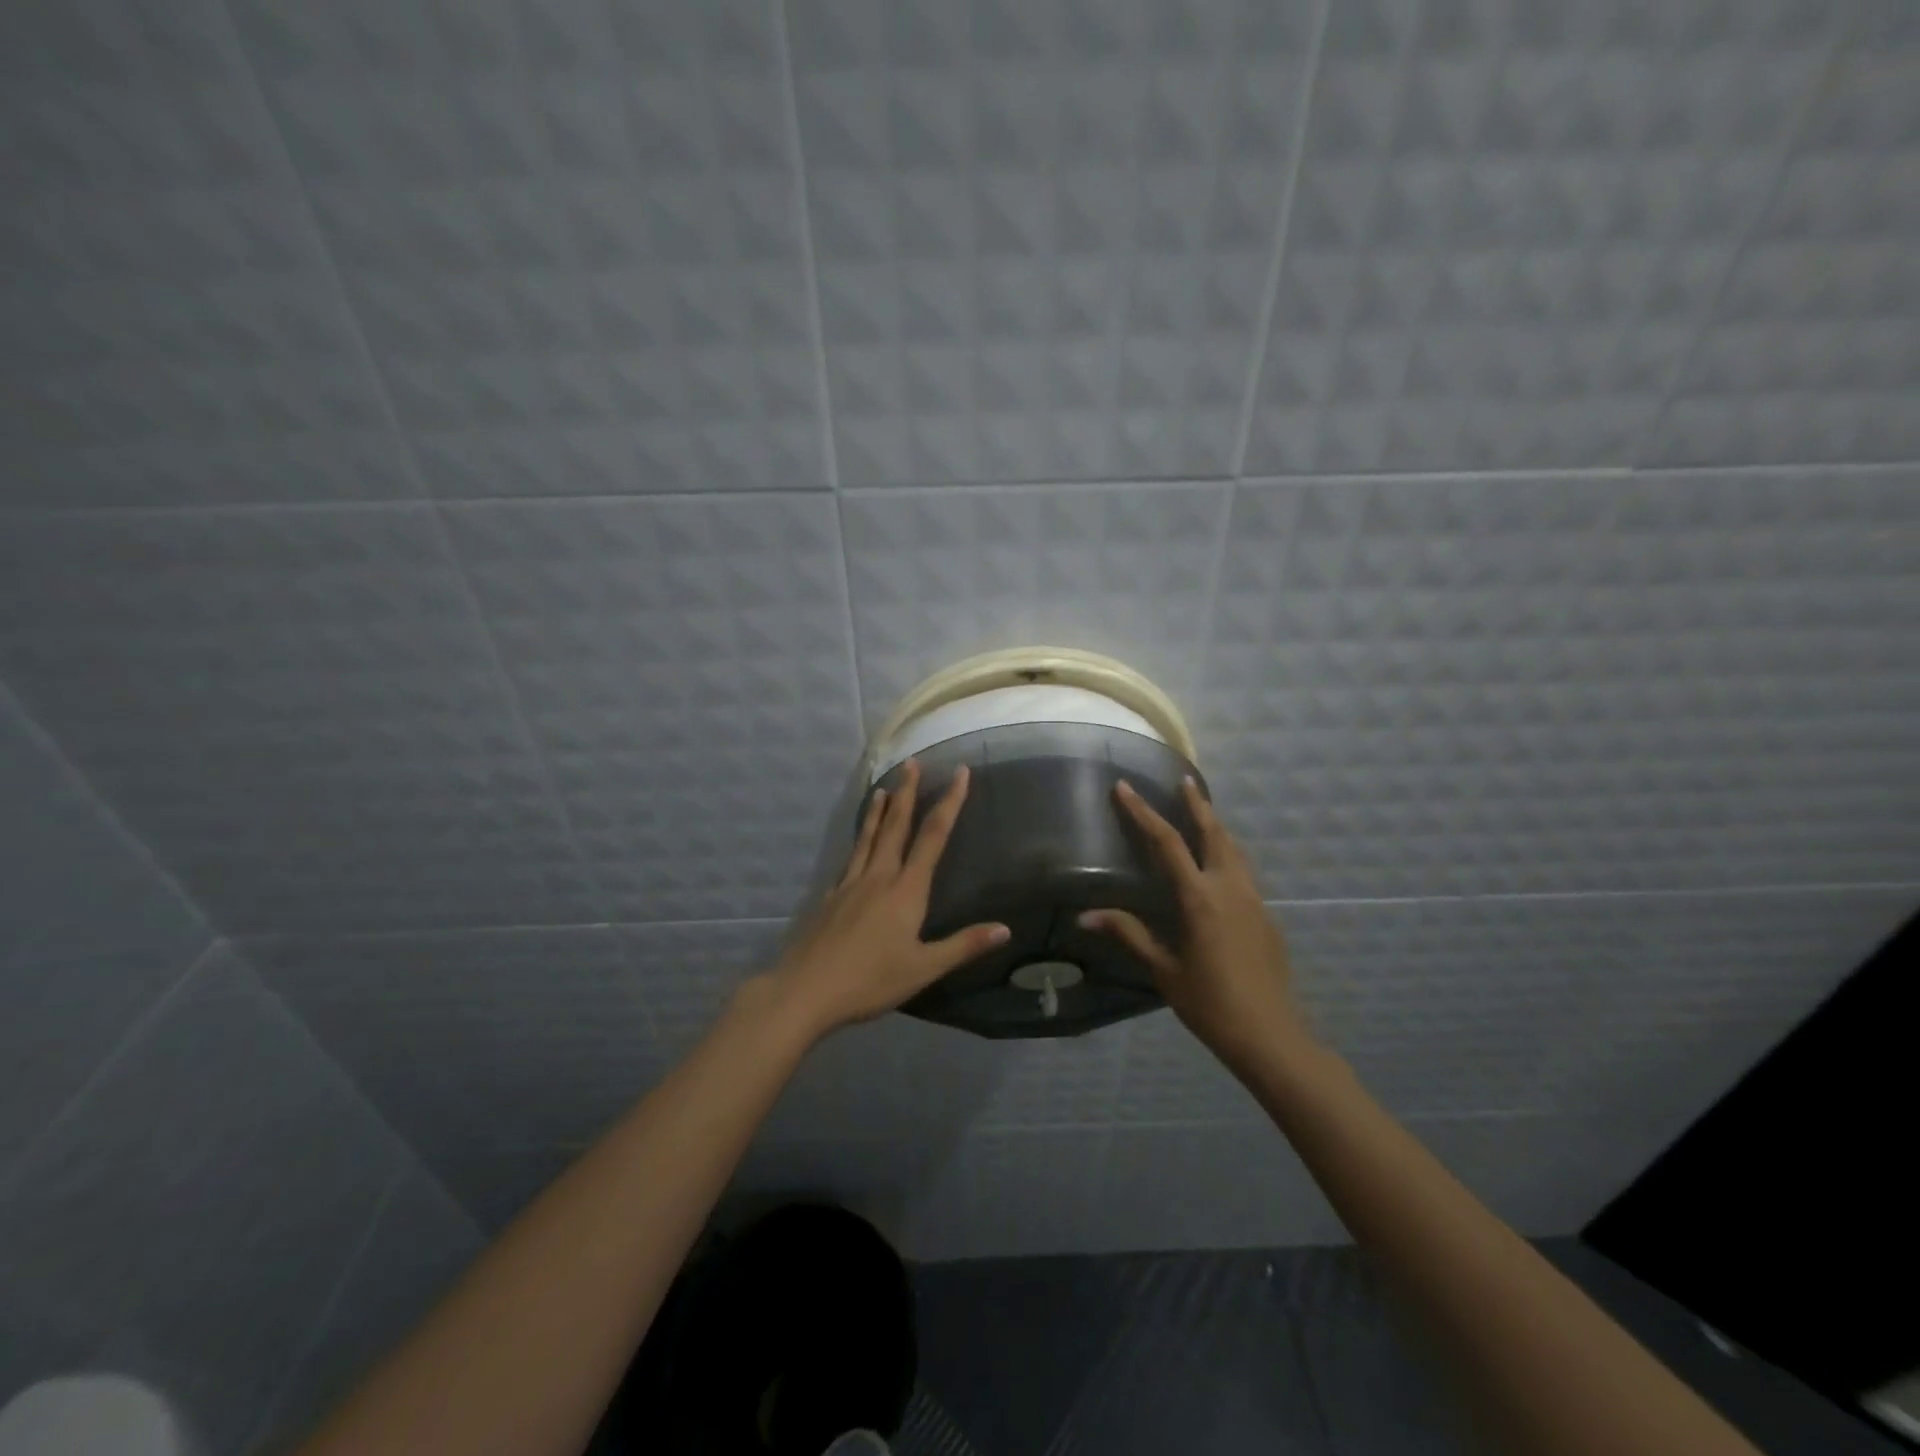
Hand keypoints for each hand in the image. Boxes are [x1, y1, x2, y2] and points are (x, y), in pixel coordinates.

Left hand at [758, 760, 1009, 1040]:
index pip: (933, 837)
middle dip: (907, 793)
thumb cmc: (870, 981)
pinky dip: (858, 840)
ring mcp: (850, 884)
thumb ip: (963, 946)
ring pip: (867, 837)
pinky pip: (850, 857)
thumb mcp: (923, 968)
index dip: (949, 803)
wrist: (806, 990)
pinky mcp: (830, 897)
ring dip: (878, 810)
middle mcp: (878, 877)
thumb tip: (1005, 929)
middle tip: (912, 764)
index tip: (960, 773)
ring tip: (883, 788)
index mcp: (905, 890)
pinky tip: (856, 843)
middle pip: (896, 826)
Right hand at [1081, 779, 1310, 1072]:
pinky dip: (1227, 851)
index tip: (1125, 788)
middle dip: (1196, 804)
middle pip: (1213, 832)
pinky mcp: (1266, 915)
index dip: (1143, 812)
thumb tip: (1086, 916)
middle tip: (1184, 780)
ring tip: (1202, 811)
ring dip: (1216, 825)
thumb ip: (1129, 934)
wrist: (1271, 1035)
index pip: (1167, 843)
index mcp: (1200, 898)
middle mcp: (1230, 888)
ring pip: (1234, 848)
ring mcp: (1254, 899)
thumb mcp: (1164, 969)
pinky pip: (1243, 870)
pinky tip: (1219, 862)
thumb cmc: (1210, 1003)